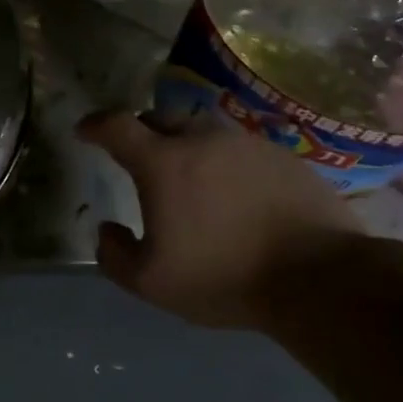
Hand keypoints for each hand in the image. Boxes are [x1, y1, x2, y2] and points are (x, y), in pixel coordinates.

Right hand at [78, 112, 364, 328]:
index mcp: (163, 163)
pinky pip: (239, 149)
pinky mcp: (282, 156)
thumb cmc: (224, 276)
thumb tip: (106, 229)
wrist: (317, 277)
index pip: (117, 126)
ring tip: (188, 176)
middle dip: (140, 132)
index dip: (95, 125)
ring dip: (185, 145)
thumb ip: (114, 254)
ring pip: (202, 131)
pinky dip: (224, 162)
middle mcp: (201, 140)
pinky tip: (234, 192)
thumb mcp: (152, 282)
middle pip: (159, 119)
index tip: (85, 131)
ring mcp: (246, 144)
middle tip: (138, 157)